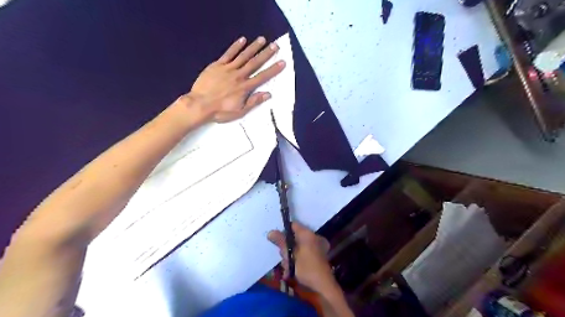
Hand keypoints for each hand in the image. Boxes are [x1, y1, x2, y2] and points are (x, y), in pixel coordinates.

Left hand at [182, 36, 284, 122]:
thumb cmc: (220, 111)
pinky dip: (236, 46)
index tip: (282, 62)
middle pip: (254, 63)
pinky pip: (228, 54)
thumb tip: (268, 94)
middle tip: (275, 45)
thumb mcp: (240, 111)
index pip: (262, 77)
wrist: (199, 105)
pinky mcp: (217, 65)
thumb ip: (253, 102)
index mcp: (245, 87)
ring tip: (262, 39)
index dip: (273, 69)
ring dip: (253, 47)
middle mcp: (239, 75)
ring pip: (243, 56)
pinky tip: (242, 40)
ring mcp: (228, 69)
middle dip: (266, 54)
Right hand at [269, 222, 333, 291]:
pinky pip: (305, 251)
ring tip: (288, 267)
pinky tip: (293, 269)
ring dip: (291, 255)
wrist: (323, 285)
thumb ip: (281, 242)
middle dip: (287, 247)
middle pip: (295, 236)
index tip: (278, 241)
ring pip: (299, 245)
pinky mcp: (319, 254)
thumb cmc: (306, 268)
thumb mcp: (290, 255)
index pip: (293, 225)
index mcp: (307, 233)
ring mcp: (318, 245)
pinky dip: (298, 258)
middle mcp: (313, 236)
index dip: (284, 231)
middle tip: (284, 258)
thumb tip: (270, 232)